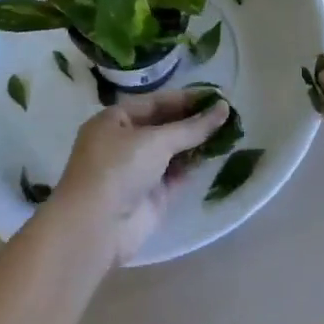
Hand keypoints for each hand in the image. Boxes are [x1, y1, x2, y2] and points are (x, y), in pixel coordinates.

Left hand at [54, 89, 232, 263]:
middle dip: (192, 120)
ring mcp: (137, 170)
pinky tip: (215, 155)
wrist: (96, 228)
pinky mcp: (150, 196)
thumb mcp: (156, 140)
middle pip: (164, 126)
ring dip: (196, 142)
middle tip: (225, 113)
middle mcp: (124, 143)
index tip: (216, 95)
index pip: (155, 102)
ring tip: (228, 131)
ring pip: (172, 151)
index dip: (185, 98)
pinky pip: (175, 174)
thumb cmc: (118, 168)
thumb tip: (224, 109)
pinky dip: (192, 165)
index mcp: (114, 120)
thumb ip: (192, 127)